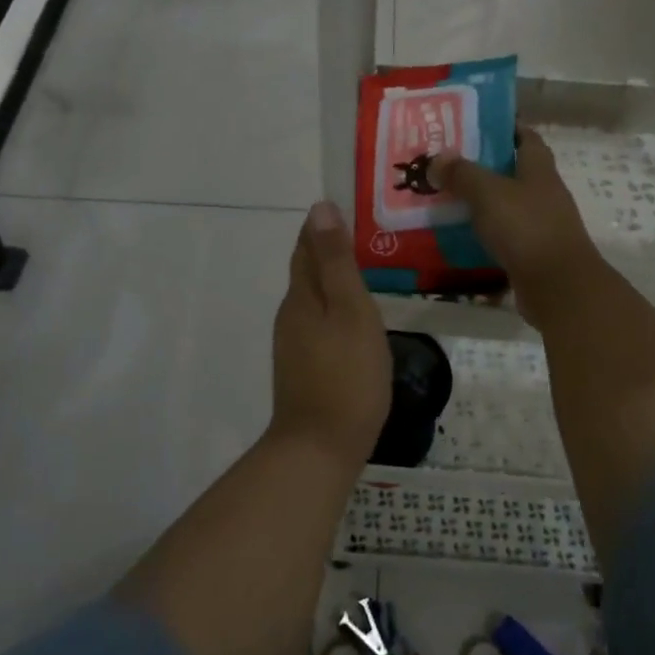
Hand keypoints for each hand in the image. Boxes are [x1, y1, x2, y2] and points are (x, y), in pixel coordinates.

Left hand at [271, 202, 391, 468]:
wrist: (320, 448)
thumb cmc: (346, 375)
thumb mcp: (350, 311)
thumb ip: (336, 262)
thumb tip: (319, 209)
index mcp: (302, 296)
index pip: (307, 248)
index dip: (322, 226)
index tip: (345, 207)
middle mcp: (291, 315)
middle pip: (307, 272)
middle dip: (327, 250)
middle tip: (363, 234)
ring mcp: (294, 344)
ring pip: (313, 299)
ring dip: (331, 280)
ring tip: (363, 270)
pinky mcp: (303, 367)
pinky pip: (318, 323)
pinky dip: (334, 309)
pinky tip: (353, 318)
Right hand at [433, 129, 599, 320]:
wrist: (558, 287)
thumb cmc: (526, 228)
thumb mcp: (488, 193)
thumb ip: (462, 174)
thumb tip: (437, 159)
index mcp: (539, 170)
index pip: (526, 137)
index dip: (505, 127)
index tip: (474, 124)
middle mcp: (543, 194)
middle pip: (513, 172)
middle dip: (482, 167)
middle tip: (445, 164)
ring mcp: (540, 226)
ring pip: (506, 207)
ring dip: (480, 204)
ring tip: (444, 200)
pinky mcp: (532, 255)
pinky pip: (503, 239)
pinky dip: (483, 237)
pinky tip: (457, 238)